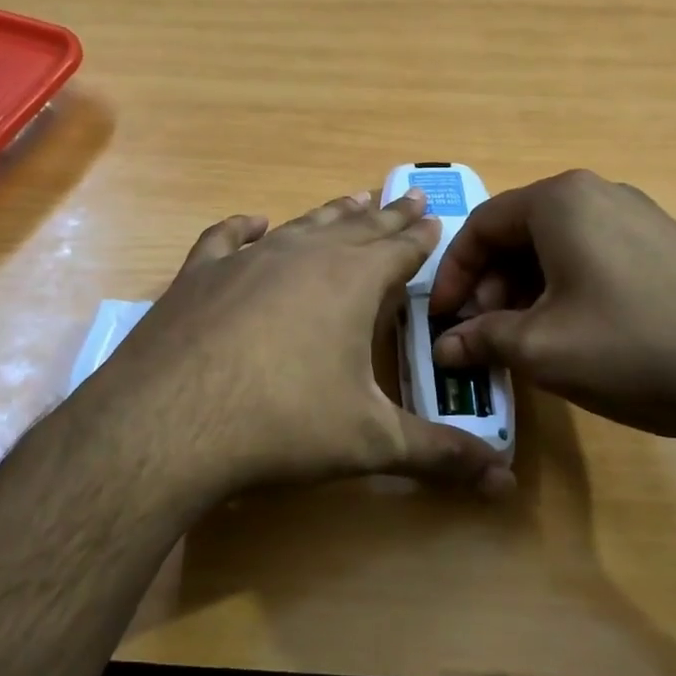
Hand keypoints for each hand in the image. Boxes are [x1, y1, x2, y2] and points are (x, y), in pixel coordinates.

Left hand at [77, 189, 514, 502]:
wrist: (171, 420)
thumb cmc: (283, 424)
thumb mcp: (369, 441)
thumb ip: (438, 454)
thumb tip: (504, 480)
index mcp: (351, 282)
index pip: (400, 249)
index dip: (421, 235)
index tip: (434, 215)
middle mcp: (303, 256)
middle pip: (357, 227)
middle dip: (386, 215)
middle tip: (407, 195)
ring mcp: (247, 259)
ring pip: (302, 225)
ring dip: (331, 213)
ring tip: (353, 200)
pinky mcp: (199, 274)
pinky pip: (227, 237)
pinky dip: (245, 226)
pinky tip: (254, 222)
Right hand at [428, 170, 675, 441]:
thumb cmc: (636, 347)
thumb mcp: (543, 349)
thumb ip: (482, 340)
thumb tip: (444, 348)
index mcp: (559, 201)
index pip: (480, 226)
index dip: (453, 275)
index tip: (442, 319)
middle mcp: (596, 193)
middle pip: (517, 233)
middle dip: (490, 285)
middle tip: (485, 334)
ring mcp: (636, 216)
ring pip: (554, 247)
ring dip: (525, 290)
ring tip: (525, 340)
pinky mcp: (664, 244)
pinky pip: (591, 256)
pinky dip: (564, 289)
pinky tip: (573, 334)